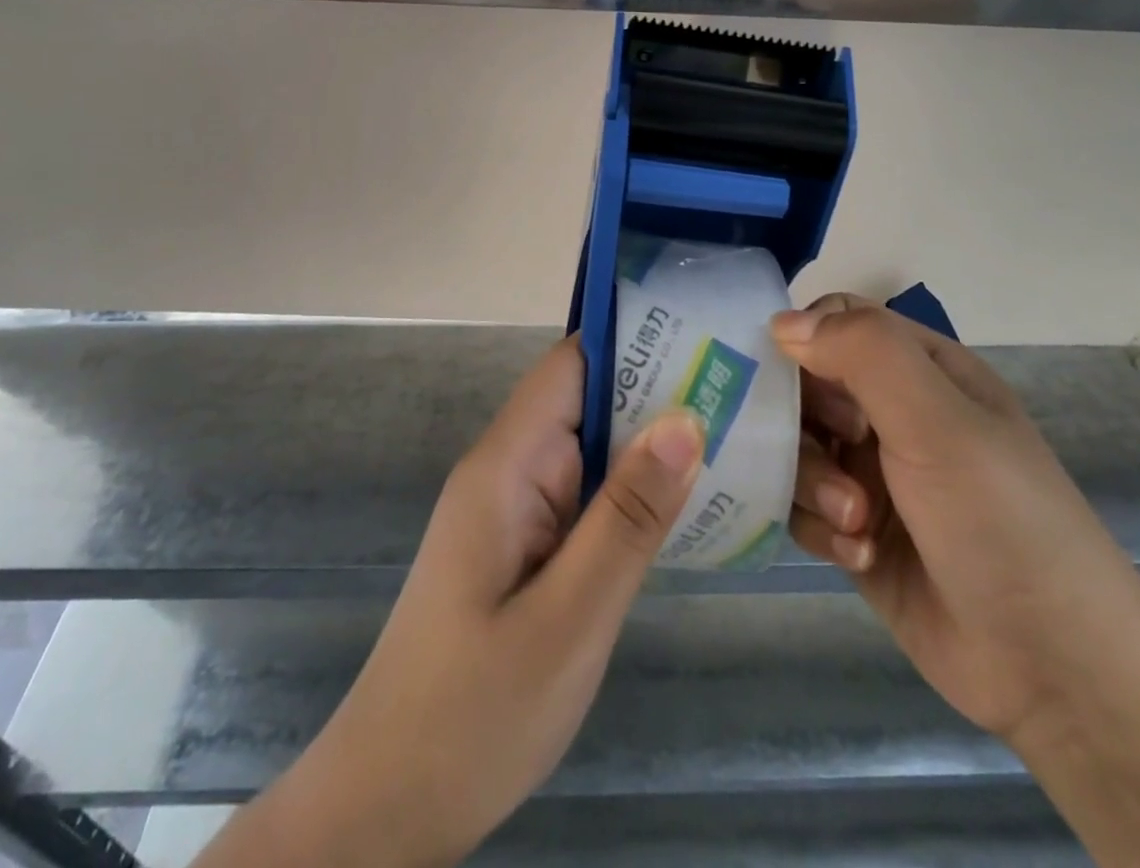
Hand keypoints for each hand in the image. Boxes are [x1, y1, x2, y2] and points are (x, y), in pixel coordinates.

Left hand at [196, 337, 704, 867]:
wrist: (390, 807)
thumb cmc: (473, 714)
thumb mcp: (569, 617)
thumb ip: (627, 516)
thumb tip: (685, 418)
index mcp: (508, 464)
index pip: (571, 366)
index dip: (633, 338)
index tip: (705, 332)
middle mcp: (512, 469)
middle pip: (589, 400)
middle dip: (661, 390)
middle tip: (749, 388)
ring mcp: (519, 508)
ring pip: (595, 450)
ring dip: (655, 443)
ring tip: (742, 432)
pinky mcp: (530, 545)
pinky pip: (590, 496)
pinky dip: (637, 491)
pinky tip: (694, 501)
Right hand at [778, 295, 1139, 750]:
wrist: (1056, 669)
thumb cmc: (1000, 519)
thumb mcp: (938, 420)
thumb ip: (864, 353)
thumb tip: (780, 322)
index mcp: (921, 369)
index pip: (837, 321)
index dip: (804, 339)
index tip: (786, 376)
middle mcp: (891, 413)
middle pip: (804, 385)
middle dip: (805, 422)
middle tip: (835, 454)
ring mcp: (871, 474)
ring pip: (796, 448)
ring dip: (813, 482)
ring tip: (854, 522)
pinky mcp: (854, 532)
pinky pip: (802, 507)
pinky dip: (820, 528)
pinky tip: (858, 557)